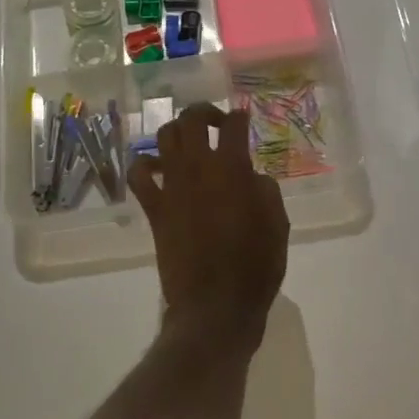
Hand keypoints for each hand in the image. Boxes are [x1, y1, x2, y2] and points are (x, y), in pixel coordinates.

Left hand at [130, 104, 289, 343]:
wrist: (215, 307)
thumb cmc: (255, 267)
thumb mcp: (278, 225)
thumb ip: (265, 190)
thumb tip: (252, 175)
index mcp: (232, 169)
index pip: (233, 125)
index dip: (240, 117)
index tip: (243, 119)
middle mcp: (198, 168)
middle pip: (191, 119)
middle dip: (204, 112)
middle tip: (215, 123)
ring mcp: (172, 186)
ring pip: (164, 137)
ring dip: (177, 132)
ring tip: (189, 142)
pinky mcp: (154, 208)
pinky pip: (139, 175)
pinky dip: (146, 165)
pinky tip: (158, 169)